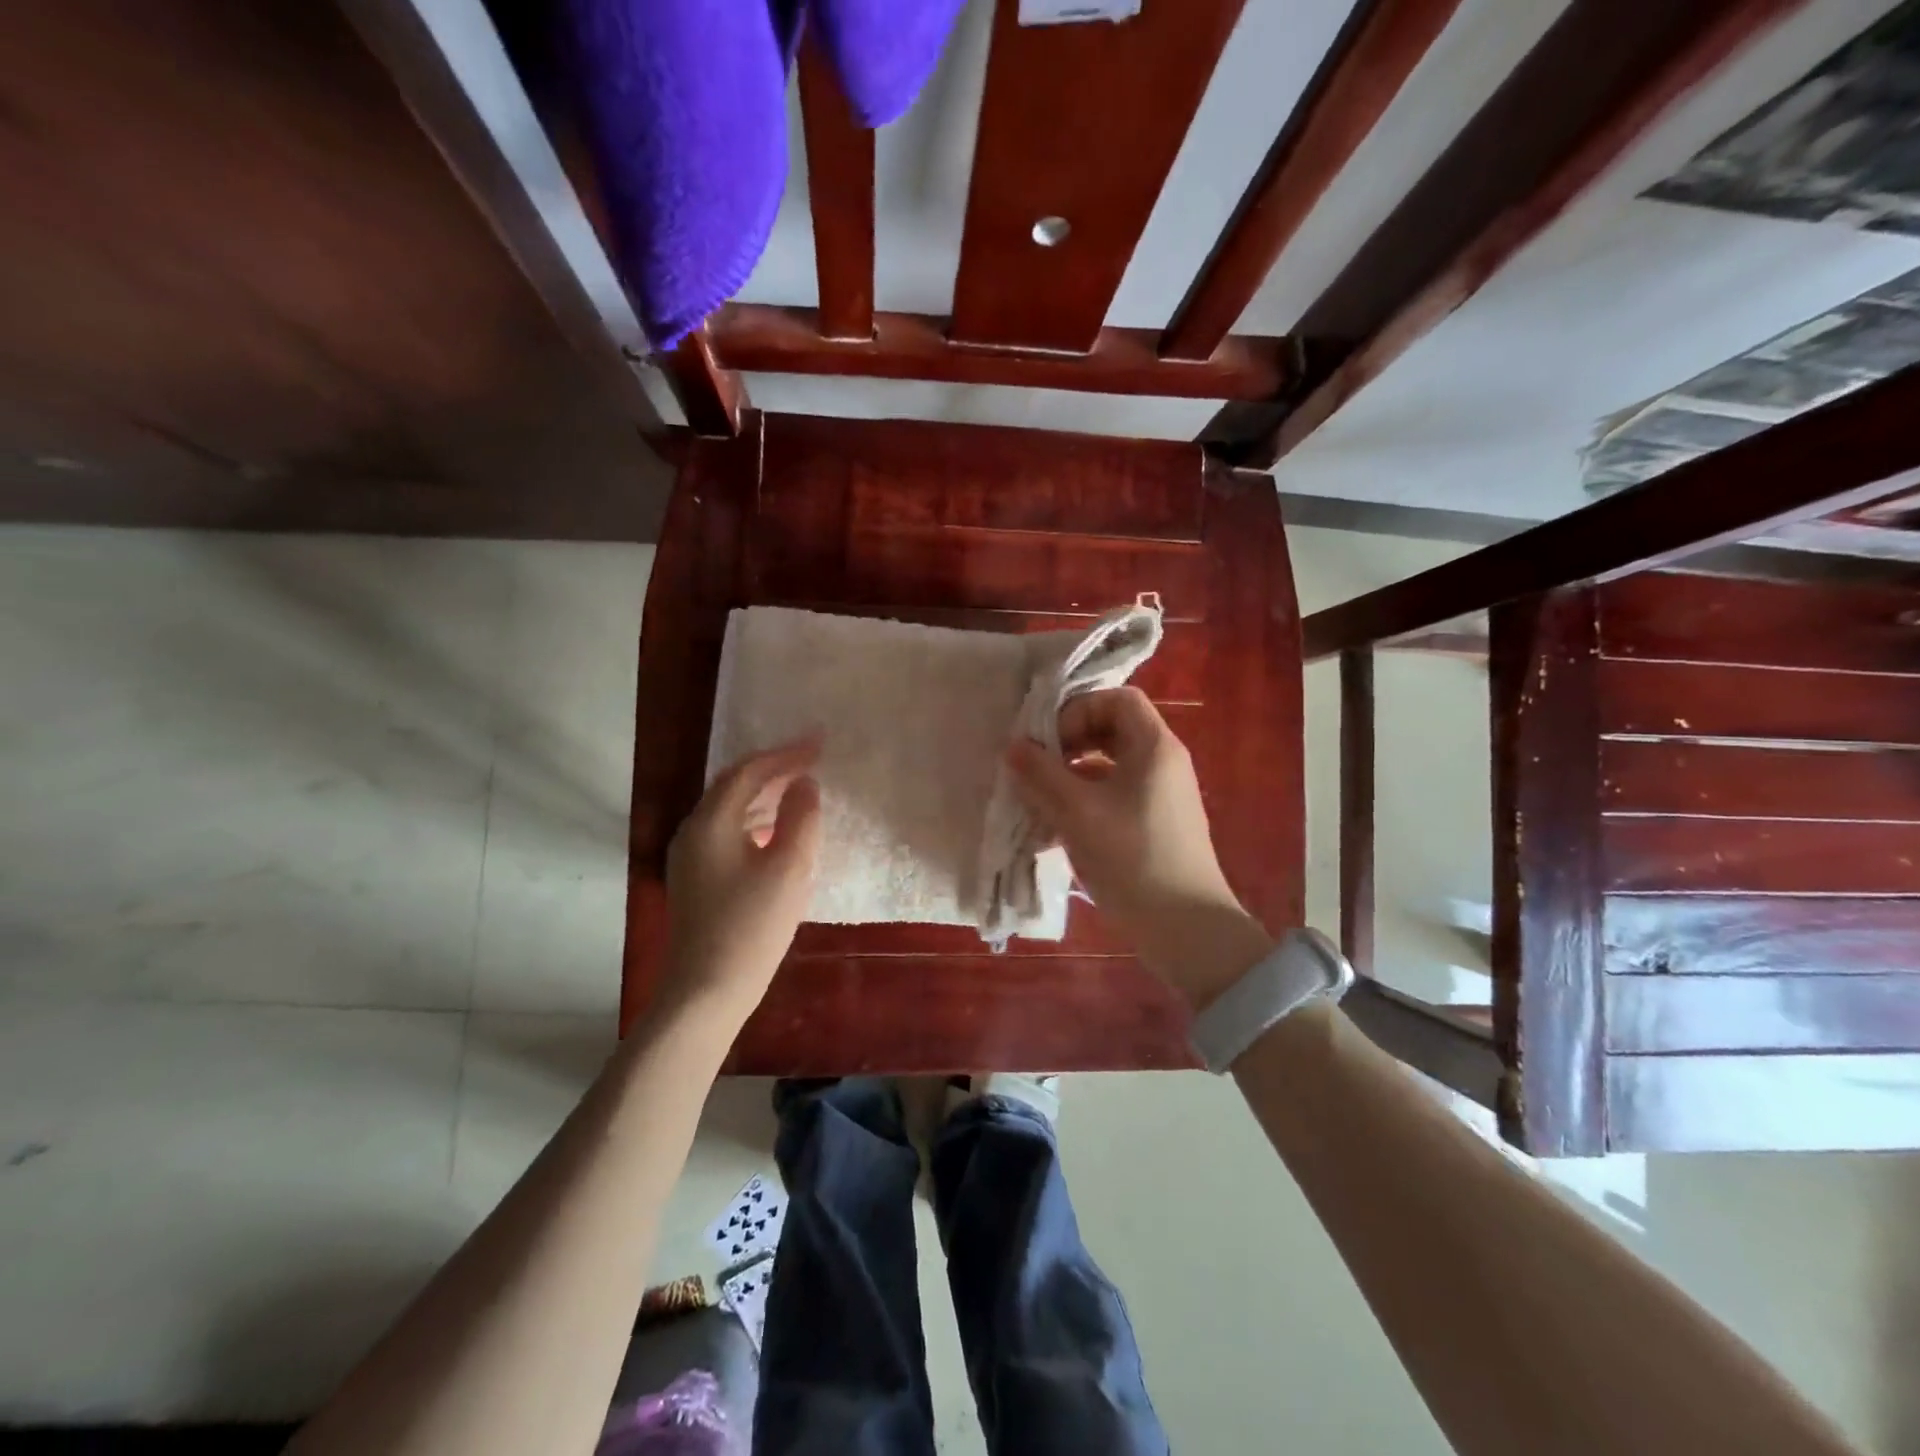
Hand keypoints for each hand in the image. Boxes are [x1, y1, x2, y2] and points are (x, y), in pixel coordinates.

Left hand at [659, 739, 822, 1021]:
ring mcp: (689, 856)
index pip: (750, 772)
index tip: (820, 743)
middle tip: (811, 759)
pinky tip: (777, 831)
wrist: (706, 991)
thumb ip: (801, 818)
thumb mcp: (789, 868)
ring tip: (799, 788)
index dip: (787, 754)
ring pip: (729, 808)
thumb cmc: (752, 927)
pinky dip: (755, 819)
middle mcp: (693, 830)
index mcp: (711, 821)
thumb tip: (804, 785)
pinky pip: (727, 831)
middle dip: (773, 768)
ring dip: (764, 793)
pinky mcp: (695, 878)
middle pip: (734, 785)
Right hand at [1006, 688, 1271, 1007]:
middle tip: (1038, 767)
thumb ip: (1041, 774)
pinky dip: (1085, 804)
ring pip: (1110, 768)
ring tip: (1038, 802)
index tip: (1049, 741)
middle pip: (1113, 731)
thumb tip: (1013, 747)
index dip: (1078, 710)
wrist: (1185, 928)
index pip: (1118, 699)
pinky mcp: (1155, 826)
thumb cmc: (1131, 857)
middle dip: (1070, 744)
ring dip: (1071, 777)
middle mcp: (1163, 763)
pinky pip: (1115, 798)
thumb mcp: (1076, 811)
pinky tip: (1054, 834)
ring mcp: (1162, 796)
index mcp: (1154, 747)